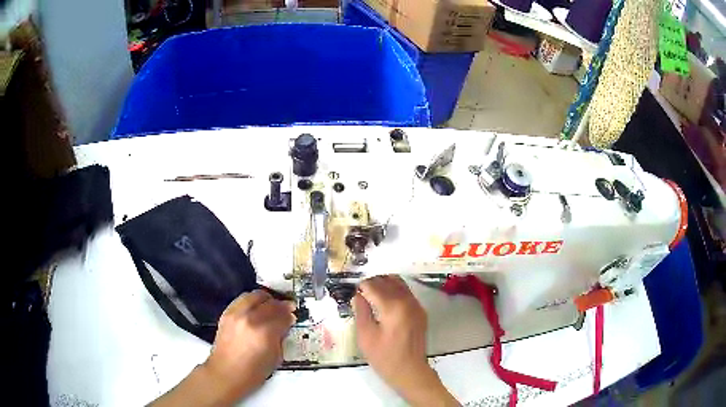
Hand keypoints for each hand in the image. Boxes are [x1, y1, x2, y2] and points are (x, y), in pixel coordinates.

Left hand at [203, 289, 295, 399]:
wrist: (226, 373)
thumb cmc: (252, 372)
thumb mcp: (275, 357)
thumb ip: (280, 338)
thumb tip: (284, 326)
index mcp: (265, 332)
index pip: (282, 316)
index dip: (290, 315)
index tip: (293, 315)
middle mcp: (249, 319)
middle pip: (270, 303)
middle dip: (280, 305)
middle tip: (286, 308)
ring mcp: (236, 314)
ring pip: (254, 295)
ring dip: (265, 299)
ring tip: (271, 305)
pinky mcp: (226, 314)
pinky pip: (242, 299)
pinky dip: (251, 301)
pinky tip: (255, 308)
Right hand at [352, 276, 458, 405]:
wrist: (410, 371)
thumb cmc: (384, 357)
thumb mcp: (365, 336)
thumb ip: (361, 311)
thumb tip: (358, 295)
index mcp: (392, 307)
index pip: (374, 285)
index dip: (361, 287)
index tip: (354, 293)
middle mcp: (407, 301)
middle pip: (387, 280)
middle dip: (372, 283)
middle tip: (361, 294)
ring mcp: (416, 305)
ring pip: (399, 283)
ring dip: (384, 284)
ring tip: (372, 295)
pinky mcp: (420, 311)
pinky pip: (406, 292)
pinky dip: (394, 290)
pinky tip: (385, 302)